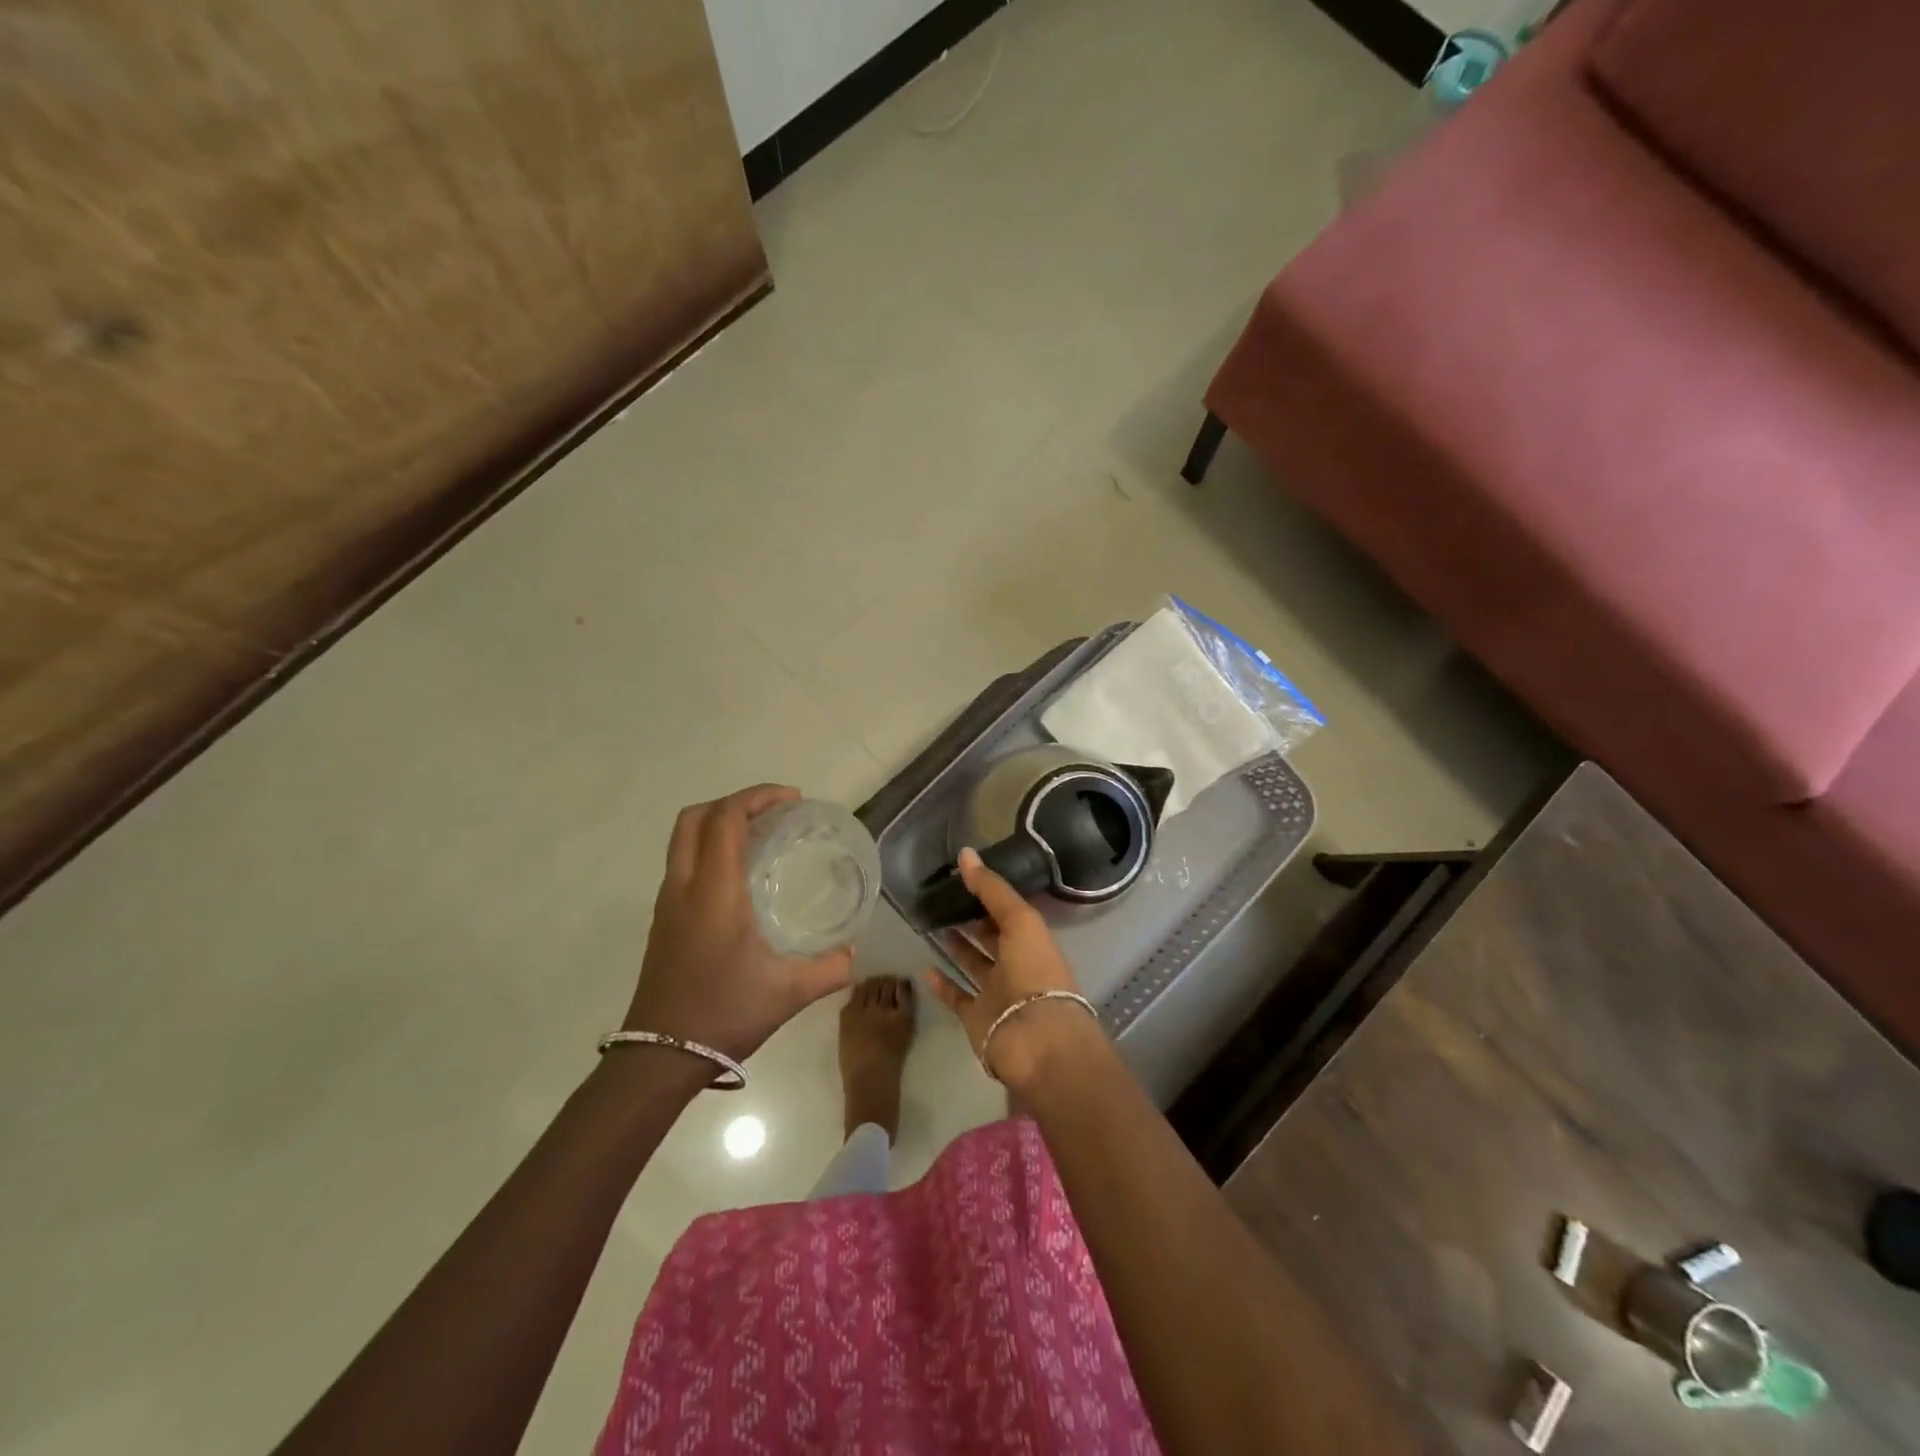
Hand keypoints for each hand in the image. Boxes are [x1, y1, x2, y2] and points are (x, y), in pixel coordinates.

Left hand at [625, 785, 853, 1061]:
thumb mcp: (788, 992)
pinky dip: (708, 848)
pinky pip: (683, 862)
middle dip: (734, 802)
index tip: (793, 800)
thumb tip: (853, 954)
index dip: (757, 797)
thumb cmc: (724, 1014)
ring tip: (759, 836)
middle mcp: (684, 886)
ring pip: (683, 838)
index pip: (726, 819)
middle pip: (695, 817)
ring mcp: (667, 902)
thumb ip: (829, 969)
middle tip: (773, 812)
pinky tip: (739, 876)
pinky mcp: (663, 920)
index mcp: (714, 892)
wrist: (660, 1056)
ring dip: (717, 823)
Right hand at [921, 847, 1101, 1086]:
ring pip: (973, 964)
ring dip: (957, 947)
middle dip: (971, 919)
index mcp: (1032, 940)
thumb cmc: (1034, 972)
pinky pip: (956, 997)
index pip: (1008, 912)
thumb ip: (992, 888)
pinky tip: (925, 968)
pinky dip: (942, 984)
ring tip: (931, 924)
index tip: (962, 876)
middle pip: (991, 937)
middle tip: (941, 899)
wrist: (1035, 1039)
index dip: (989, 894)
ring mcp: (996, 993)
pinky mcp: (977, 1018)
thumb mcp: (1020, 920)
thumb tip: (966, 853)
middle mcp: (1016, 964)